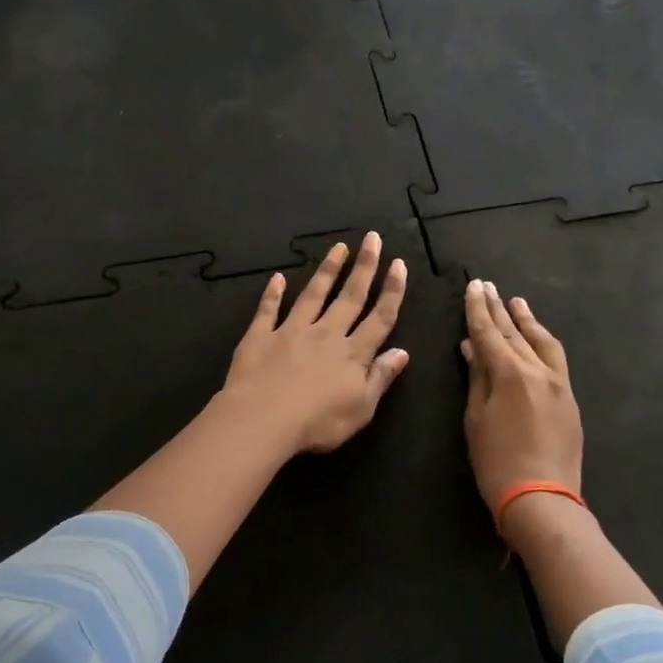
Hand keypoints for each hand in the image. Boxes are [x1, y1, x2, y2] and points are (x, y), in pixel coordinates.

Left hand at [223, 233, 409, 455]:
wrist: (262, 420)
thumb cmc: (318, 423)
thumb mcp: (361, 408)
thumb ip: (381, 378)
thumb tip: (402, 352)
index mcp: (353, 354)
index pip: (380, 317)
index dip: (392, 291)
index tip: (399, 264)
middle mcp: (325, 334)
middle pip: (349, 297)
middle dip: (364, 267)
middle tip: (372, 239)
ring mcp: (291, 332)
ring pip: (313, 295)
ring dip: (327, 270)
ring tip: (338, 248)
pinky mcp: (260, 337)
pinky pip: (268, 310)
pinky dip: (273, 294)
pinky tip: (278, 278)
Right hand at [461, 279, 581, 513]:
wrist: (541, 497)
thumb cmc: (496, 462)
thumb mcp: (476, 419)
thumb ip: (477, 378)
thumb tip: (472, 346)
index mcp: (510, 374)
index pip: (489, 333)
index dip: (478, 310)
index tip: (474, 287)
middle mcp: (537, 370)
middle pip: (514, 333)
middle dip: (499, 309)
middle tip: (488, 287)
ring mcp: (558, 382)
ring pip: (541, 341)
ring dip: (526, 320)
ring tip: (516, 302)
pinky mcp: (569, 397)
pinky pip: (556, 358)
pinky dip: (543, 341)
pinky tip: (537, 336)